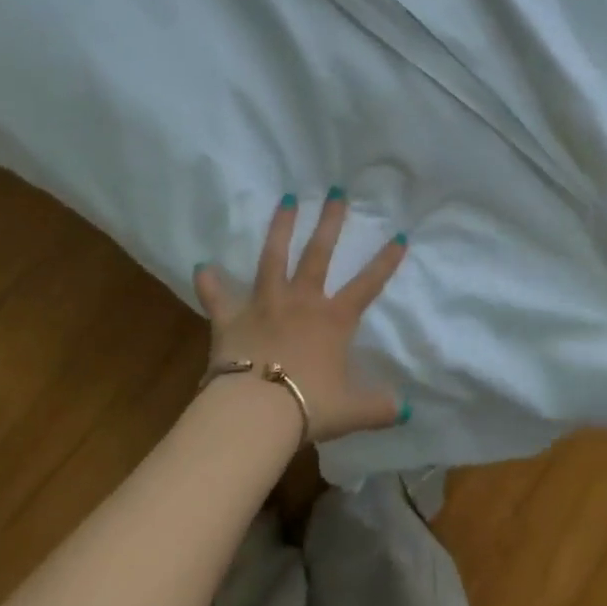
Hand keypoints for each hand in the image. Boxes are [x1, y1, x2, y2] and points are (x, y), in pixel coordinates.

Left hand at [194, 191, 409, 443]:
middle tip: (335, 192)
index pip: (367, 285)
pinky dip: (210, 283)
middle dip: (329, 222)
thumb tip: (404, 411)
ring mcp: (264, 305)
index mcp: (332, 321)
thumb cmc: (308, 407)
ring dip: (280, 228)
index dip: (385, 261)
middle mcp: (301, 302)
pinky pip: (218, 297)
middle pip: (318, 254)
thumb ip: (377, 408)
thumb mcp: (351, 411)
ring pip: (273, 258)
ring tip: (286, 200)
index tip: (399, 235)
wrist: (256, 413)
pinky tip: (202, 266)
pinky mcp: (231, 318)